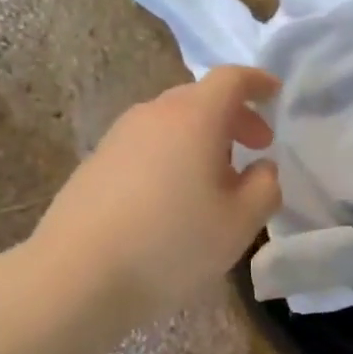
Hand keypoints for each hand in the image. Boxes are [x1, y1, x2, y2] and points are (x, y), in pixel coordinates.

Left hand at [31, 65, 282, 324]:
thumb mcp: (239, 223)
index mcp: (194, 117)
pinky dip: (172, 156)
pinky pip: (147, 146)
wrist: (77, 274)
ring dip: (201, 139)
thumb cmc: (171, 244)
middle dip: (233, 117)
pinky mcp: (96, 163)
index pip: (231, 79)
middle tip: (256, 148)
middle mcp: (153, 114)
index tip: (275, 95)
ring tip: (216, 180)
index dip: (258, 83)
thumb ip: (265, 188)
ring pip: (171, 123)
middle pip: (200, 99)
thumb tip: (261, 168)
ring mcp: (119, 137)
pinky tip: (174, 198)